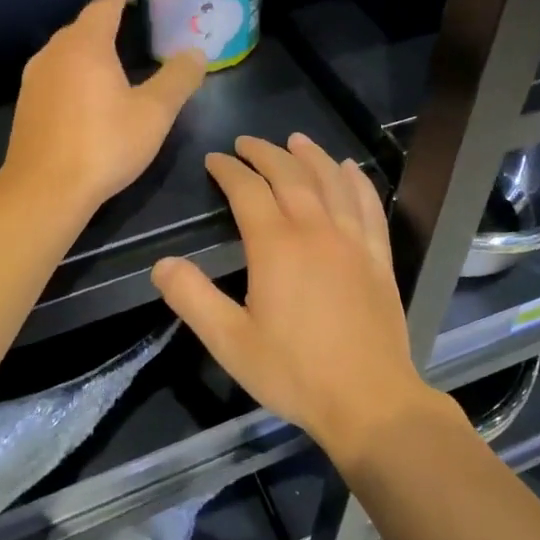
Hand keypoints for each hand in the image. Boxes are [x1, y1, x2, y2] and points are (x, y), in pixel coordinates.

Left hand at [3, 0, 207, 212]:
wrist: (44, 190)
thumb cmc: (104, 144)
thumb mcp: (154, 113)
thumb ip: (178, 79)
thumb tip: (197, 53)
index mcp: (86, 45)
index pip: (104, 5)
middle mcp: (54, 53)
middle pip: (81, 26)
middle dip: (105, 20)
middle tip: (131, 21)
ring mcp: (35, 79)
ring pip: (65, 51)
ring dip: (88, 48)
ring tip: (111, 55)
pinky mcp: (27, 105)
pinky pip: (55, 74)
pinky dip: (75, 71)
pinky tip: (87, 91)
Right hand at [151, 134, 443, 468]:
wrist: (368, 400)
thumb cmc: (294, 372)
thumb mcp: (230, 342)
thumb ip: (193, 299)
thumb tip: (161, 264)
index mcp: (276, 246)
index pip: (248, 190)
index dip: (229, 170)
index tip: (215, 159)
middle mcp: (315, 230)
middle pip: (290, 175)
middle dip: (265, 153)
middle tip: (247, 142)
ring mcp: (352, 240)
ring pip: (331, 181)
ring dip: (311, 156)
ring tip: (296, 139)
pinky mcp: (378, 256)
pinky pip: (369, 205)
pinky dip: (357, 181)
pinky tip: (350, 170)